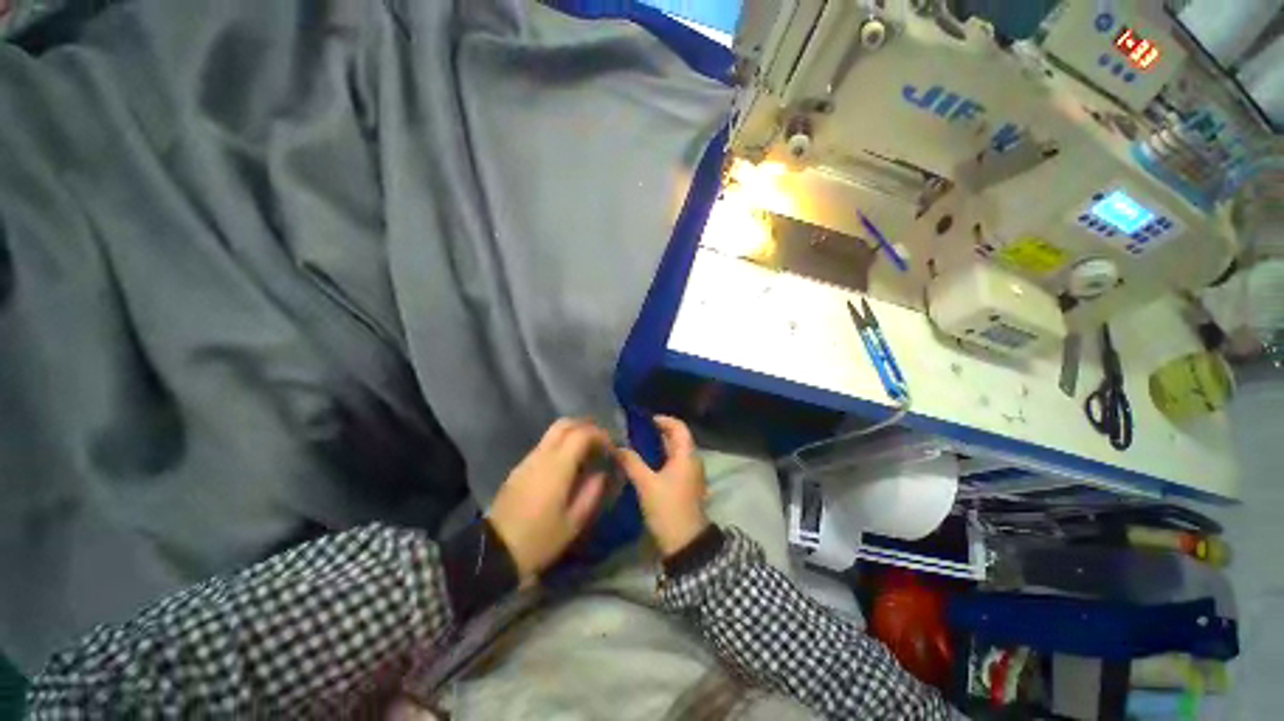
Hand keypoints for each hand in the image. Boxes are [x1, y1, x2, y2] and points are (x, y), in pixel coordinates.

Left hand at [488, 418, 611, 585]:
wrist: (494, 553)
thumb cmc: (539, 539)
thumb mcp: (574, 522)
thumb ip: (592, 492)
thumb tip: (601, 472)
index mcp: (557, 466)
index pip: (582, 434)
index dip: (600, 435)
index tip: (611, 448)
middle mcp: (542, 456)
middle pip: (565, 424)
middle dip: (586, 427)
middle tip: (600, 443)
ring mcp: (528, 460)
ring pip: (553, 432)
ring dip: (573, 434)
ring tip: (586, 453)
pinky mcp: (519, 468)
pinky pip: (544, 445)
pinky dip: (561, 445)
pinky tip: (567, 465)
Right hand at [617, 416, 708, 556]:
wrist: (686, 542)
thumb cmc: (668, 508)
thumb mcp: (647, 484)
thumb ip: (632, 463)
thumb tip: (617, 448)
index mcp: (687, 455)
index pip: (678, 426)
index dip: (663, 420)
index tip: (643, 420)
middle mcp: (692, 460)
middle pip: (676, 437)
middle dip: (657, 432)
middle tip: (634, 431)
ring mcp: (690, 473)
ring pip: (674, 451)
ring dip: (657, 446)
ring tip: (635, 445)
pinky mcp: (685, 485)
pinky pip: (673, 463)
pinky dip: (660, 458)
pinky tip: (643, 463)